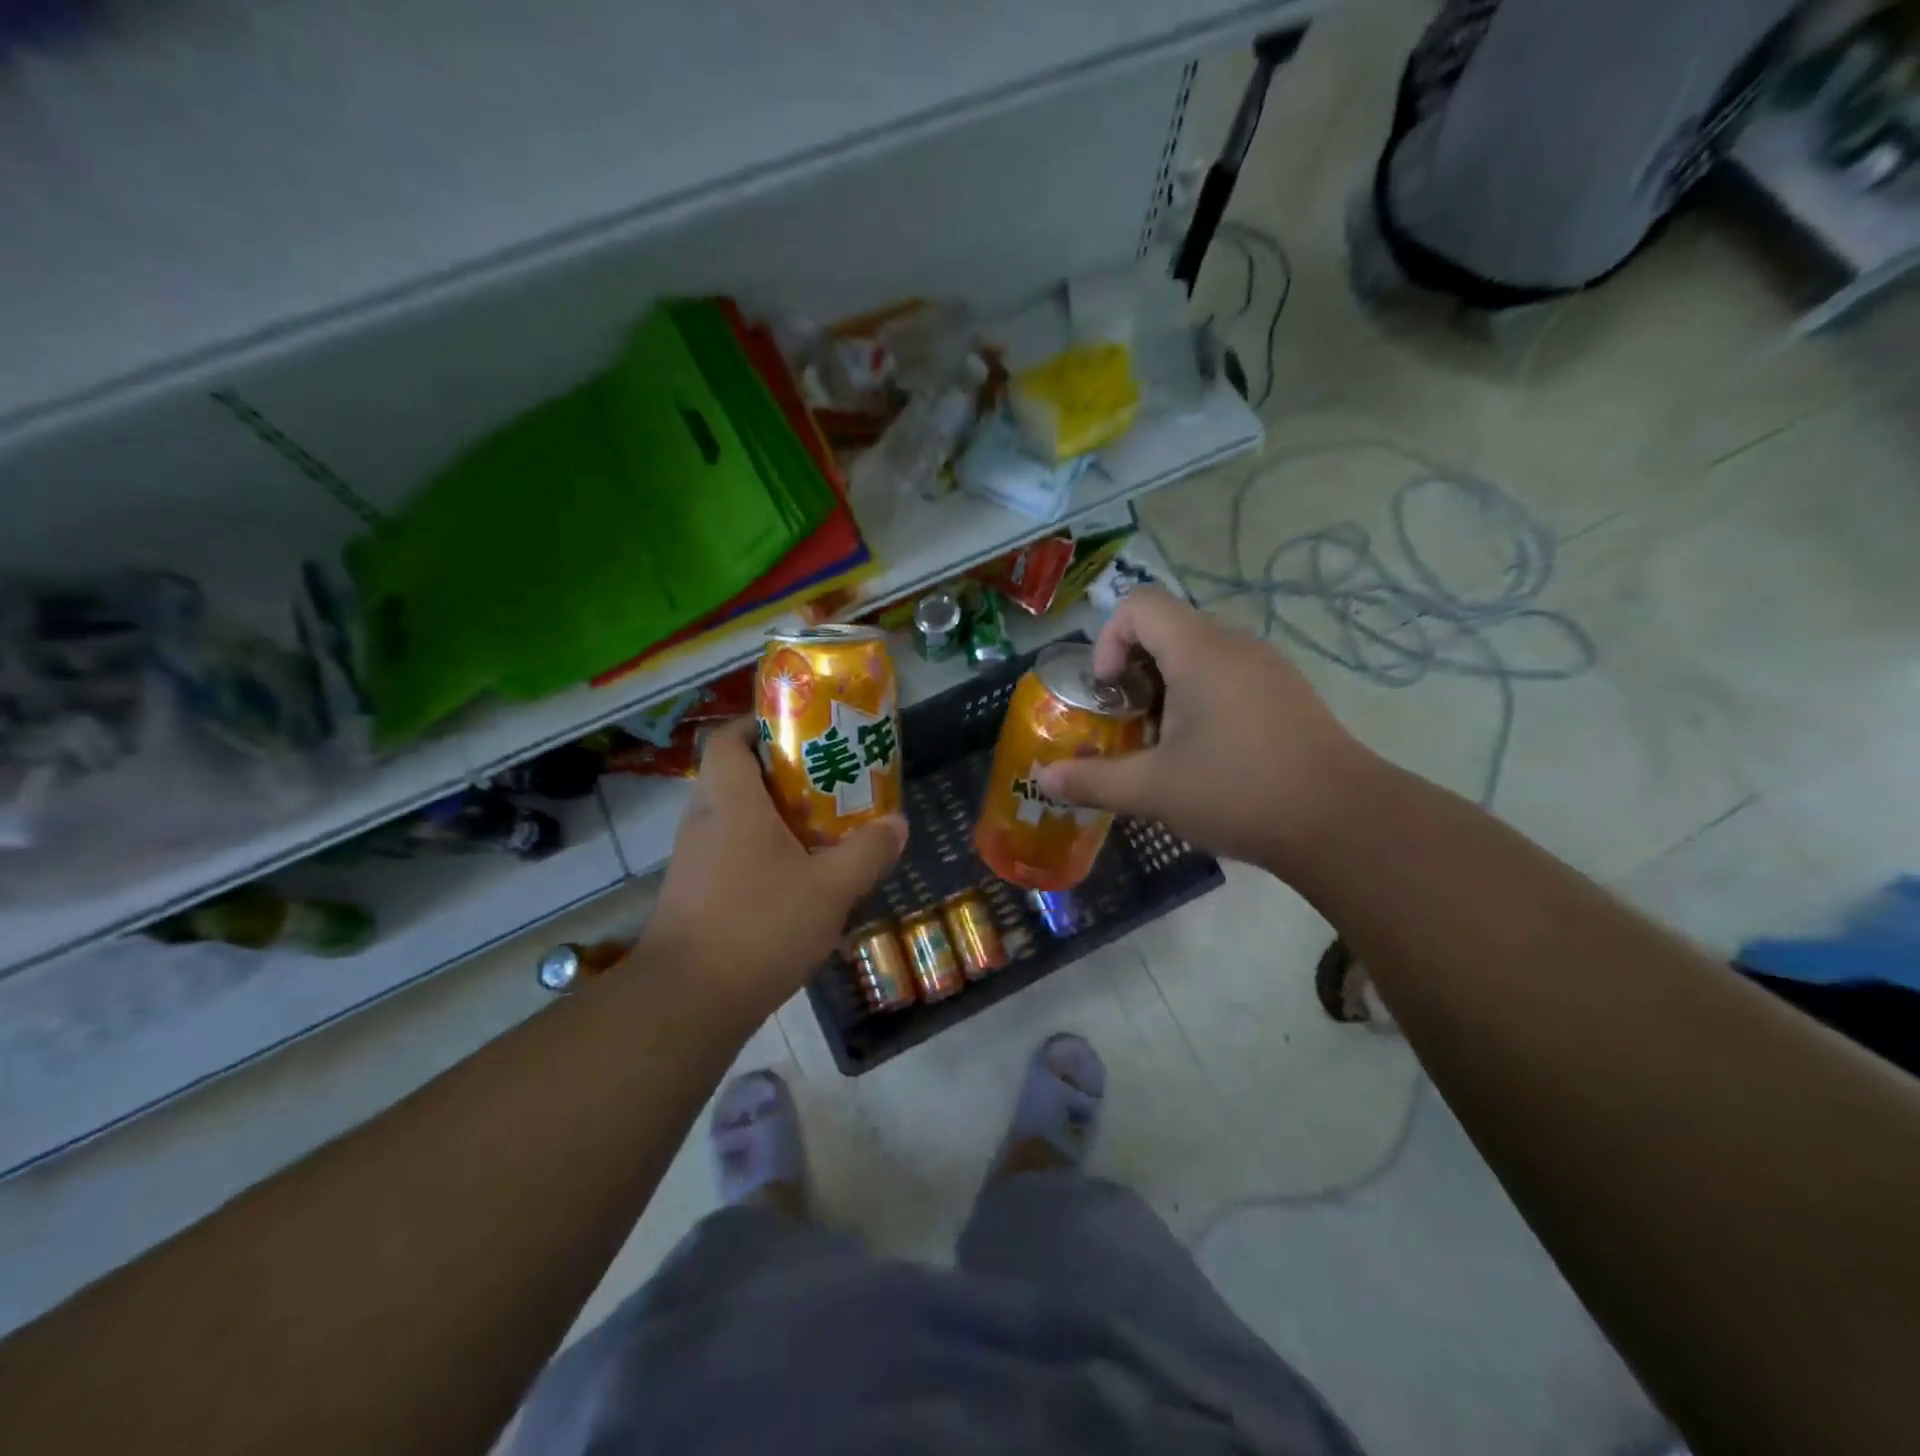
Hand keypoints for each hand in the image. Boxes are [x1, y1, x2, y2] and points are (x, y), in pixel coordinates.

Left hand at [642, 719, 906, 1015]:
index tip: (796, 732)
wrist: (686, 1004)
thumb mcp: (830, 889)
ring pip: (730, 818)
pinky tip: (793, 881)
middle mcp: (703, 822)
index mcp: (731, 804)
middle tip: (823, 783)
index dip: (756, 726)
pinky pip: (726, 853)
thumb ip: (867, 852)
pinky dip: (757, 852)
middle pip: (732, 776)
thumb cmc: (759, 927)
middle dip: (777, 774)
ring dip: (769, 817)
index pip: (727, 740)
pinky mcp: (690, 895)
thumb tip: (897, 823)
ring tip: (817, 830)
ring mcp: (691, 861)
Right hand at [1035, 587, 1370, 871]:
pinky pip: (1229, 677)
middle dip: (1134, 673)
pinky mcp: (1288, 694)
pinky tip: (1208, 756)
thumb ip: (1092, 780)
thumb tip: (1043, 778)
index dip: (1109, 640)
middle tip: (1130, 726)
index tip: (1110, 692)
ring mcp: (1268, 668)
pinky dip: (1201, 701)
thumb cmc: (1239, 792)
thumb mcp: (1153, 790)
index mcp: (1200, 652)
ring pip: (1199, 656)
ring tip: (1165, 746)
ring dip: (1167, 691)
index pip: (1140, 605)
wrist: (1343, 823)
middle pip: (1167, 630)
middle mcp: (1235, 645)